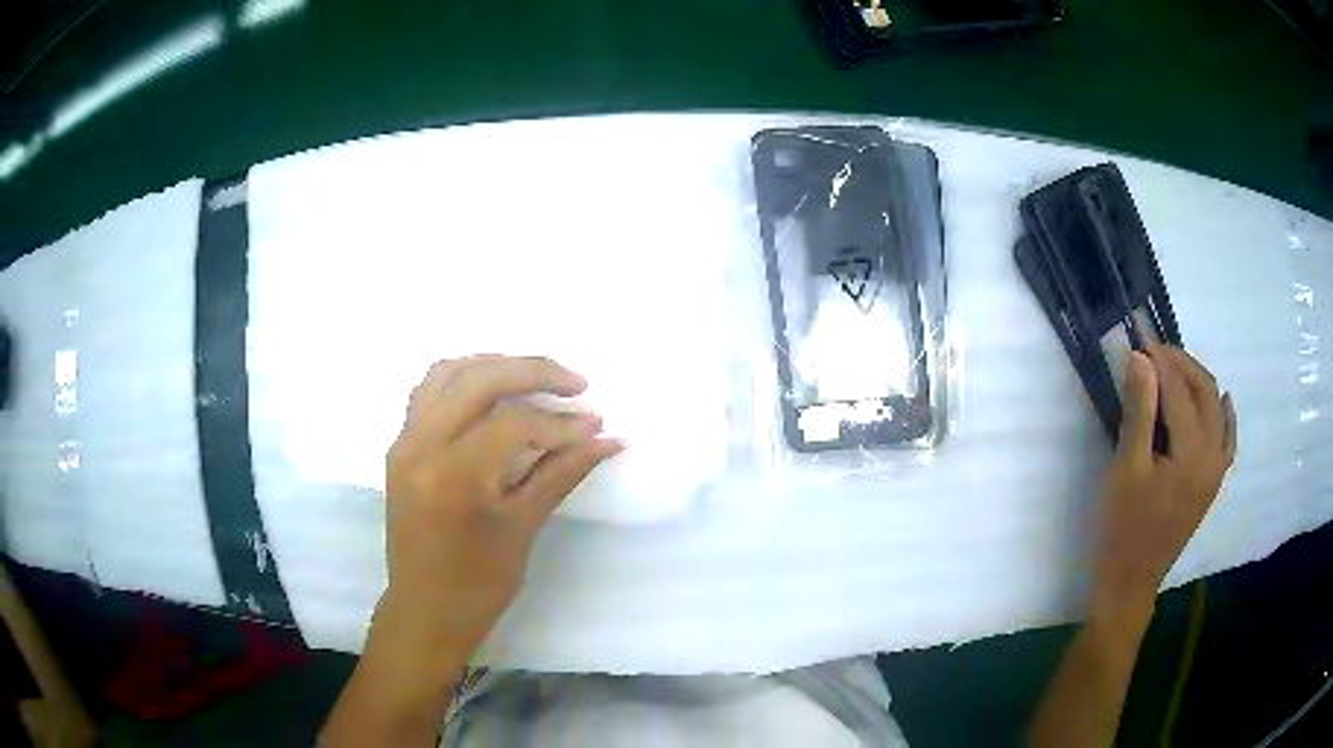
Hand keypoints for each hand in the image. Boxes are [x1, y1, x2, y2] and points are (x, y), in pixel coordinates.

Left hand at [380, 355, 621, 656]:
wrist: (425, 609)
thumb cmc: (478, 583)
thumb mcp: (524, 527)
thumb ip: (562, 473)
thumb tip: (607, 439)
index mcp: (453, 476)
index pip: (513, 424)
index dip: (560, 423)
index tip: (596, 427)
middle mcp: (421, 446)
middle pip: (479, 380)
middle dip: (533, 372)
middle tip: (577, 382)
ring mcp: (404, 442)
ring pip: (448, 373)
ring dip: (495, 365)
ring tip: (535, 377)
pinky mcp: (400, 446)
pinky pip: (429, 391)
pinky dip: (463, 379)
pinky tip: (492, 391)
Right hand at [1090, 343, 1235, 622]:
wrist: (1130, 582)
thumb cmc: (1122, 528)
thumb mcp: (1125, 468)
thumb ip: (1139, 411)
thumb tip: (1140, 357)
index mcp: (1192, 454)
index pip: (1179, 390)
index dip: (1159, 359)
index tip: (1138, 336)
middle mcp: (1213, 456)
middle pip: (1204, 391)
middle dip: (1181, 363)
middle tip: (1153, 348)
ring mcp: (1217, 470)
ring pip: (1217, 409)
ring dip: (1198, 382)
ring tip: (1174, 368)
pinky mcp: (1213, 482)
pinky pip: (1227, 439)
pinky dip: (1224, 414)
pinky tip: (1222, 400)